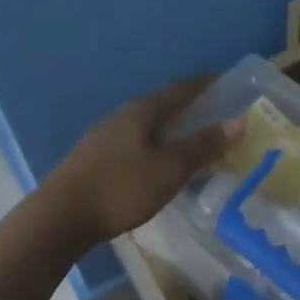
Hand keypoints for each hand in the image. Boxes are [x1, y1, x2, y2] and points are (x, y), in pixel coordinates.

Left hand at [40, 76, 240, 247]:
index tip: (227, 82)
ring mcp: (104, 137)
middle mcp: (121, 116)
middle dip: (190, 108)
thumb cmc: (121, 189)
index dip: (205, 85)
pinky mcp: (94, 159)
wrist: (60, 217)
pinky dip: (156, 147)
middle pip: (162, 105)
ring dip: (172, 130)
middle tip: (216, 116)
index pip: (180, 89)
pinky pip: (135, 144)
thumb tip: (238, 120)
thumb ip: (203, 145)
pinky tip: (159, 164)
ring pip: (147, 126)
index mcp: (141, 111)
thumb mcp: (169, 168)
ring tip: (192, 142)